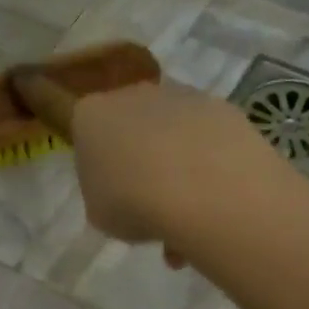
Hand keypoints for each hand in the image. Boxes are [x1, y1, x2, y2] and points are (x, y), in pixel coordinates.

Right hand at [66, 79, 266, 251]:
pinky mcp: (222, 107)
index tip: (110, 191)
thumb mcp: (98, 213)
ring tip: (185, 212)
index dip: (98, 165)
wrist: (202, 189)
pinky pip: (206, 138)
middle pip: (131, 126)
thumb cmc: (132, 202)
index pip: (86, 133)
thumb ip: (103, 194)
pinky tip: (211, 199)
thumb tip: (121, 192)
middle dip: (139, 159)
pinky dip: (208, 164)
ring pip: (172, 132)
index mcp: (91, 115)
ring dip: (176, 163)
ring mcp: (181, 96)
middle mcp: (133, 95)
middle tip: (147, 201)